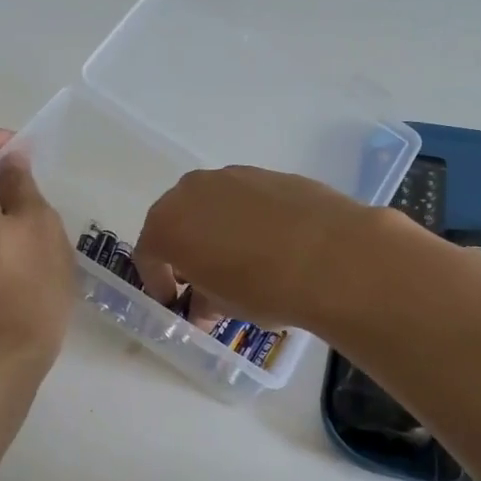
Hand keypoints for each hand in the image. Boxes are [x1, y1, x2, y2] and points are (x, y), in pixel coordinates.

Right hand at [132, 166, 377, 330]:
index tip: (173, 300)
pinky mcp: (269, 173)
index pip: (149, 252)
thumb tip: (203, 307)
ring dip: (216, 230)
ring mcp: (232, 176)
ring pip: (212, 205)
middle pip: (177, 220)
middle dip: (185, 250)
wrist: (332, 255)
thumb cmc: (263, 287)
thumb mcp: (225, 306)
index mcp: (168, 224)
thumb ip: (205, 302)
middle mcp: (192, 191)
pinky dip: (247, 218)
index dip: (157, 280)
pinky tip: (272, 243)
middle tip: (202, 278)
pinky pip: (245, 198)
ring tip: (241, 260)